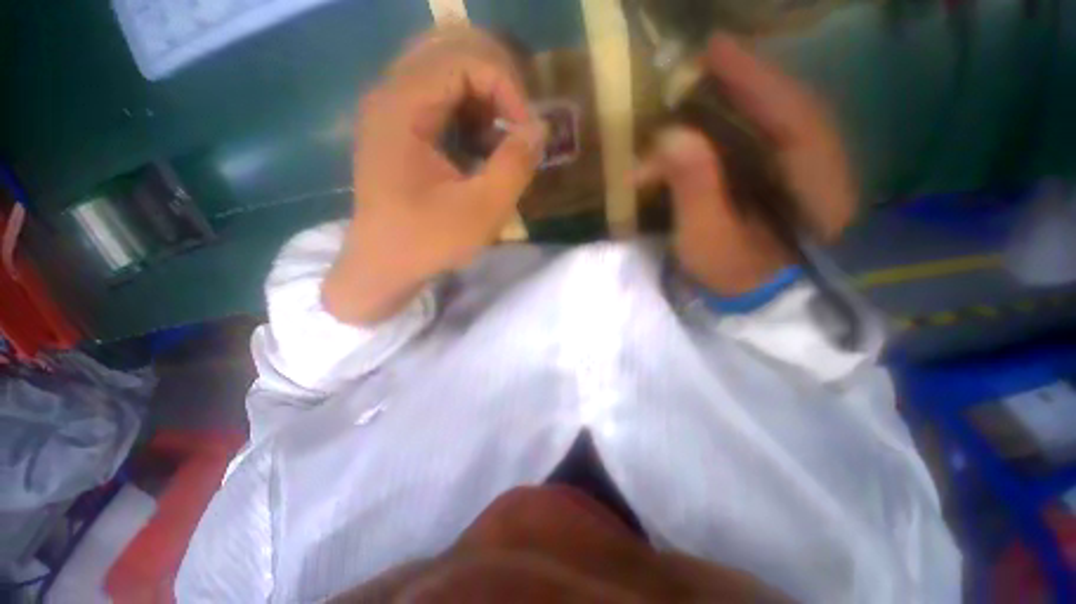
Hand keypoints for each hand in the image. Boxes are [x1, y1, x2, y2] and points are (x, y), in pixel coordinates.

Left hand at [324, 25, 545, 324]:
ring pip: (445, 71)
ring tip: (501, 138)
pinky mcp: (398, 129)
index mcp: (402, 106)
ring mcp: (391, 110)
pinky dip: (468, 113)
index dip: (507, 87)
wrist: (383, 266)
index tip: (526, 132)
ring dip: (483, 97)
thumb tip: (539, 128)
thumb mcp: (483, 210)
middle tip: (518, 124)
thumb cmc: (429, 242)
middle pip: (452, 51)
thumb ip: (516, 164)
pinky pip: (438, 98)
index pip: (464, 58)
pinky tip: (480, 146)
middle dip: (498, 83)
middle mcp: (390, 94)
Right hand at [638, 35, 855, 295]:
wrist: (756, 305)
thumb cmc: (734, 277)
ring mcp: (806, 176)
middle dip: (741, 85)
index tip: (712, 50)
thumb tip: (670, 137)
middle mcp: (820, 168)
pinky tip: (711, 128)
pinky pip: (764, 144)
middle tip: (701, 66)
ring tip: (700, 92)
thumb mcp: (708, 238)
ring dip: (735, 107)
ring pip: (774, 125)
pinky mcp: (787, 185)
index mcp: (816, 181)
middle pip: (784, 110)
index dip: (751, 77)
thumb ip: (694, 187)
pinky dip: (735, 131)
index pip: (790, 112)